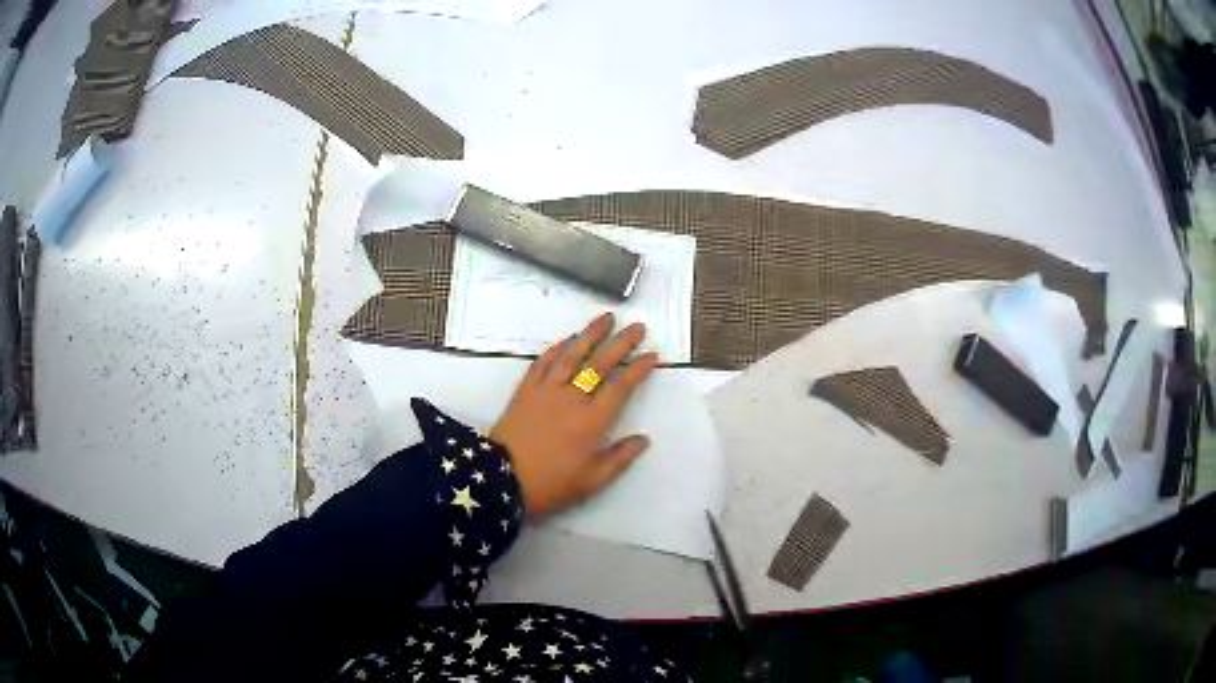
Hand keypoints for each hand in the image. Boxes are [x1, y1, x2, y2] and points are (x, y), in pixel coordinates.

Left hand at [490, 312, 658, 519]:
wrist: (501, 480)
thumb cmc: (551, 484)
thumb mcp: (592, 481)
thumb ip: (620, 458)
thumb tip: (643, 438)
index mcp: (593, 421)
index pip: (621, 387)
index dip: (639, 369)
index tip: (652, 355)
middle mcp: (572, 398)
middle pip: (600, 363)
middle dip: (622, 343)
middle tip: (637, 326)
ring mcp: (546, 391)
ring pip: (572, 355)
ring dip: (590, 334)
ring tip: (606, 318)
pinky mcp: (525, 391)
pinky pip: (543, 363)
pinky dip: (556, 348)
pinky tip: (566, 339)